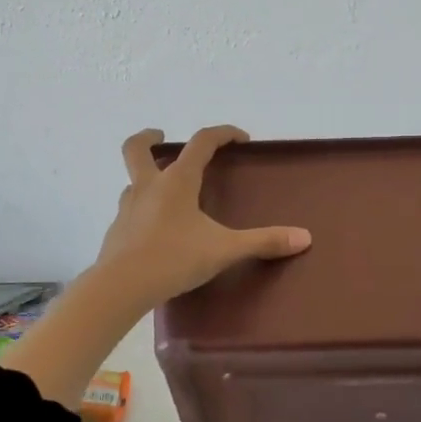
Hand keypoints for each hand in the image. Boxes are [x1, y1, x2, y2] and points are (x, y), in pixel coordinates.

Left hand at [92, 125, 311, 307]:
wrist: (120, 287)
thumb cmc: (174, 258)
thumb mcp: (224, 250)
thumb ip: (263, 242)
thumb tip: (304, 237)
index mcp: (176, 182)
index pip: (201, 143)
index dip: (222, 134)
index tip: (240, 138)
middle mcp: (148, 187)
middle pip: (137, 148)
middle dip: (149, 138)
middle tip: (161, 137)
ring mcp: (127, 209)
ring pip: (132, 181)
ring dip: (146, 177)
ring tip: (165, 192)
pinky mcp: (116, 232)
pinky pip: (130, 211)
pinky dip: (142, 211)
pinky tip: (155, 231)